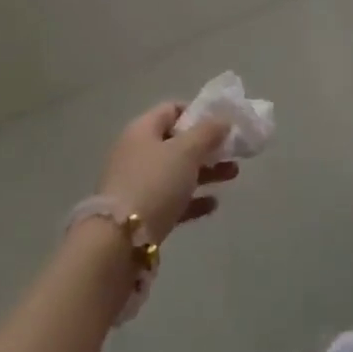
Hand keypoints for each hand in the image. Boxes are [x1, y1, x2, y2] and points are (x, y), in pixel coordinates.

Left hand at [96, 104, 239, 241]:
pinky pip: (172, 200)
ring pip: (177, 172)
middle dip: (208, 146)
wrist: (118, 241)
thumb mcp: (186, 150)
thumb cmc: (154, 183)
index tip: (221, 123)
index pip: (171, 109)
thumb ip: (208, 132)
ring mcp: (137, 185)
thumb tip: (223, 120)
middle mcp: (136, 153)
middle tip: (234, 151)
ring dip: (206, 172)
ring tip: (233, 174)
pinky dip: (193, 199)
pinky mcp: (141, 214)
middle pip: (177, 142)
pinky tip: (213, 205)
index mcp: (142, 130)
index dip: (198, 112)